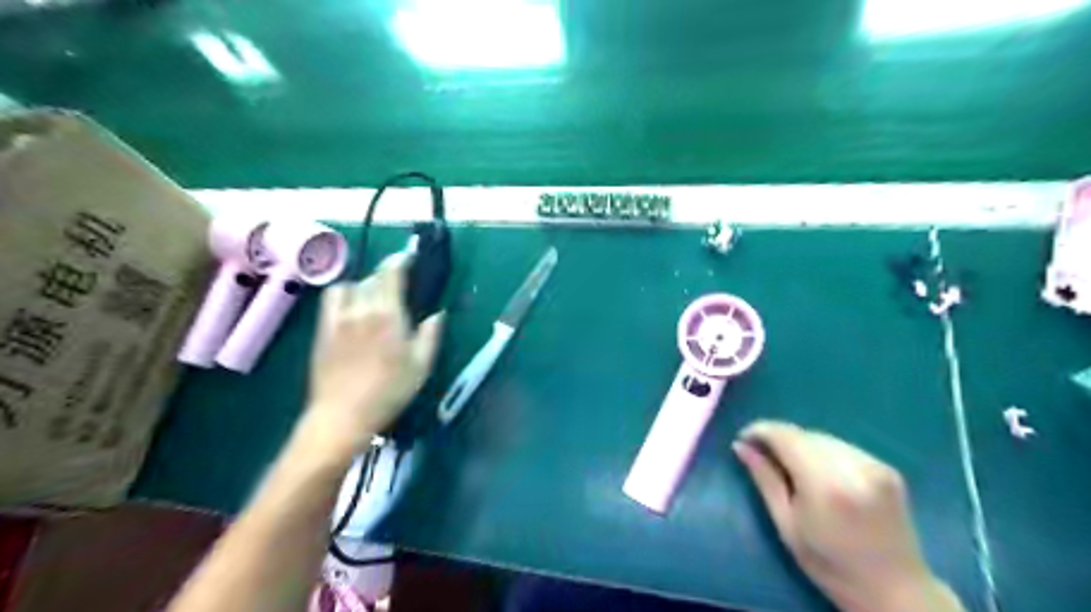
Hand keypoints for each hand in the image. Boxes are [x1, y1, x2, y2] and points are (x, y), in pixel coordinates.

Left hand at [304, 252, 438, 455]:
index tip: (409, 257)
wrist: (343, 414)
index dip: (400, 260)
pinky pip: (332, 299)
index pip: (391, 274)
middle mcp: (361, 309)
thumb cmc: (389, 391)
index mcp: (388, 315)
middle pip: (372, 278)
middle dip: (387, 273)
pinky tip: (352, 307)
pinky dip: (344, 294)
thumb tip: (438, 314)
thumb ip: (430, 335)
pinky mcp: (323, 329)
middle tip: (399, 282)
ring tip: (373, 296)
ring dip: (365, 284)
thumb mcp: (421, 365)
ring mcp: (338, 318)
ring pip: (351, 285)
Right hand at [732, 420, 960, 611]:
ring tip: (791, 467)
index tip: (743, 439)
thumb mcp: (786, 525)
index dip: (760, 430)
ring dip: (801, 444)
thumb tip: (740, 446)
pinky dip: (823, 453)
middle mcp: (853, 466)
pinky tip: (820, 474)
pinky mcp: (887, 468)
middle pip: (803, 434)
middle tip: (762, 456)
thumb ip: (765, 480)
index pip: (785, 436)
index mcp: (825, 484)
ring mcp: (874, 465)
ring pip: (822, 437)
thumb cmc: (830, 566)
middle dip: (779, 439)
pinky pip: (842, 446)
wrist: (895, 591)